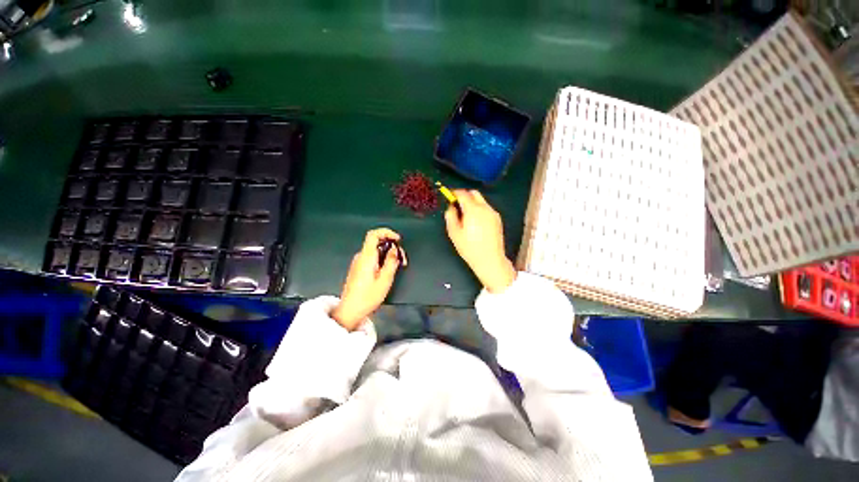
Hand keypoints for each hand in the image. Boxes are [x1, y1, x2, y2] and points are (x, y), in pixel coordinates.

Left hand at [331, 228, 406, 329]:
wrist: (350, 311)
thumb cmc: (368, 297)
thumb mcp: (385, 280)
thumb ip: (391, 261)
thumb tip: (394, 249)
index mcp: (366, 257)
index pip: (373, 234)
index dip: (387, 232)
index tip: (398, 239)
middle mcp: (361, 257)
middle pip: (377, 242)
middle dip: (392, 246)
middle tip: (403, 259)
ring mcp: (358, 262)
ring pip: (375, 250)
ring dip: (388, 254)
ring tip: (398, 266)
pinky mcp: (359, 268)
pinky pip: (372, 257)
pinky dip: (382, 259)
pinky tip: (388, 269)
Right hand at [444, 190, 515, 293]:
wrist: (490, 260)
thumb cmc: (469, 248)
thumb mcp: (454, 233)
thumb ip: (450, 216)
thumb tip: (451, 206)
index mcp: (473, 210)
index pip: (463, 193)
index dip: (454, 193)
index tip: (448, 196)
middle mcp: (485, 208)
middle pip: (474, 193)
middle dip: (464, 195)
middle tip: (456, 205)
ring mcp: (493, 213)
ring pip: (481, 200)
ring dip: (472, 202)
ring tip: (466, 215)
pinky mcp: (497, 219)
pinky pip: (486, 208)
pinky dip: (479, 209)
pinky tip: (475, 221)